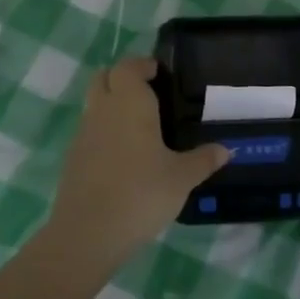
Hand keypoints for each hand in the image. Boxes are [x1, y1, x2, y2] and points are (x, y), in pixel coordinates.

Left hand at [48, 56, 228, 266]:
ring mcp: (83, 134)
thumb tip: (226, 150)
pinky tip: (124, 155)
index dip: (142, 65)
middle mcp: (103, 110)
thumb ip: (203, 159)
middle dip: (123, 78)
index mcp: (129, 103)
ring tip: (141, 125)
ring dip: (112, 104)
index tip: (160, 73)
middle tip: (150, 92)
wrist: (88, 234)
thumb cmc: (141, 193)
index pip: (128, 66)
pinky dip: (104, 131)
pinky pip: (90, 131)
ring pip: (95, 104)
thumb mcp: (181, 178)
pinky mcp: (73, 159)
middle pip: (104, 77)